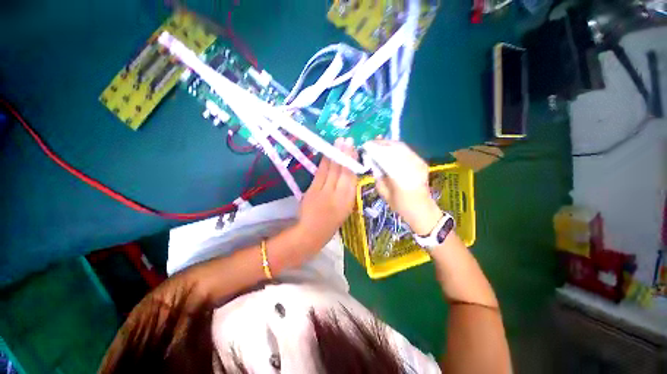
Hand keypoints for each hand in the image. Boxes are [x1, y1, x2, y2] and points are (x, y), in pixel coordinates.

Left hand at [297, 138, 357, 249]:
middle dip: (344, 154)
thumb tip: (349, 176)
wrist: (311, 233)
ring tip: (338, 142)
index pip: (351, 177)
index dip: (352, 162)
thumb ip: (348, 193)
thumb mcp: (345, 210)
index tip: (354, 149)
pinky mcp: (312, 190)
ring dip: (335, 154)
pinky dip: (324, 163)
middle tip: (347, 140)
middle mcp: (337, 194)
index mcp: (347, 201)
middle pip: (342, 171)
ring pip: (331, 170)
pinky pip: (320, 173)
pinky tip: (326, 154)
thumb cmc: (331, 224)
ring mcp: (323, 191)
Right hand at [371, 140, 441, 235]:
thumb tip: (373, 161)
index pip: (384, 156)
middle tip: (371, 142)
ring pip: (401, 147)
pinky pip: (407, 150)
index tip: (365, 145)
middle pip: (394, 148)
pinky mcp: (422, 162)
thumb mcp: (383, 191)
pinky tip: (390, 148)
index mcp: (399, 177)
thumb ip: (378, 175)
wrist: (421, 209)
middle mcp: (411, 166)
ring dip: (388, 143)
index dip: (374, 149)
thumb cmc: (399, 204)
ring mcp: (418, 163)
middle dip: (381, 143)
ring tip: (378, 143)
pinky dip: (397, 147)